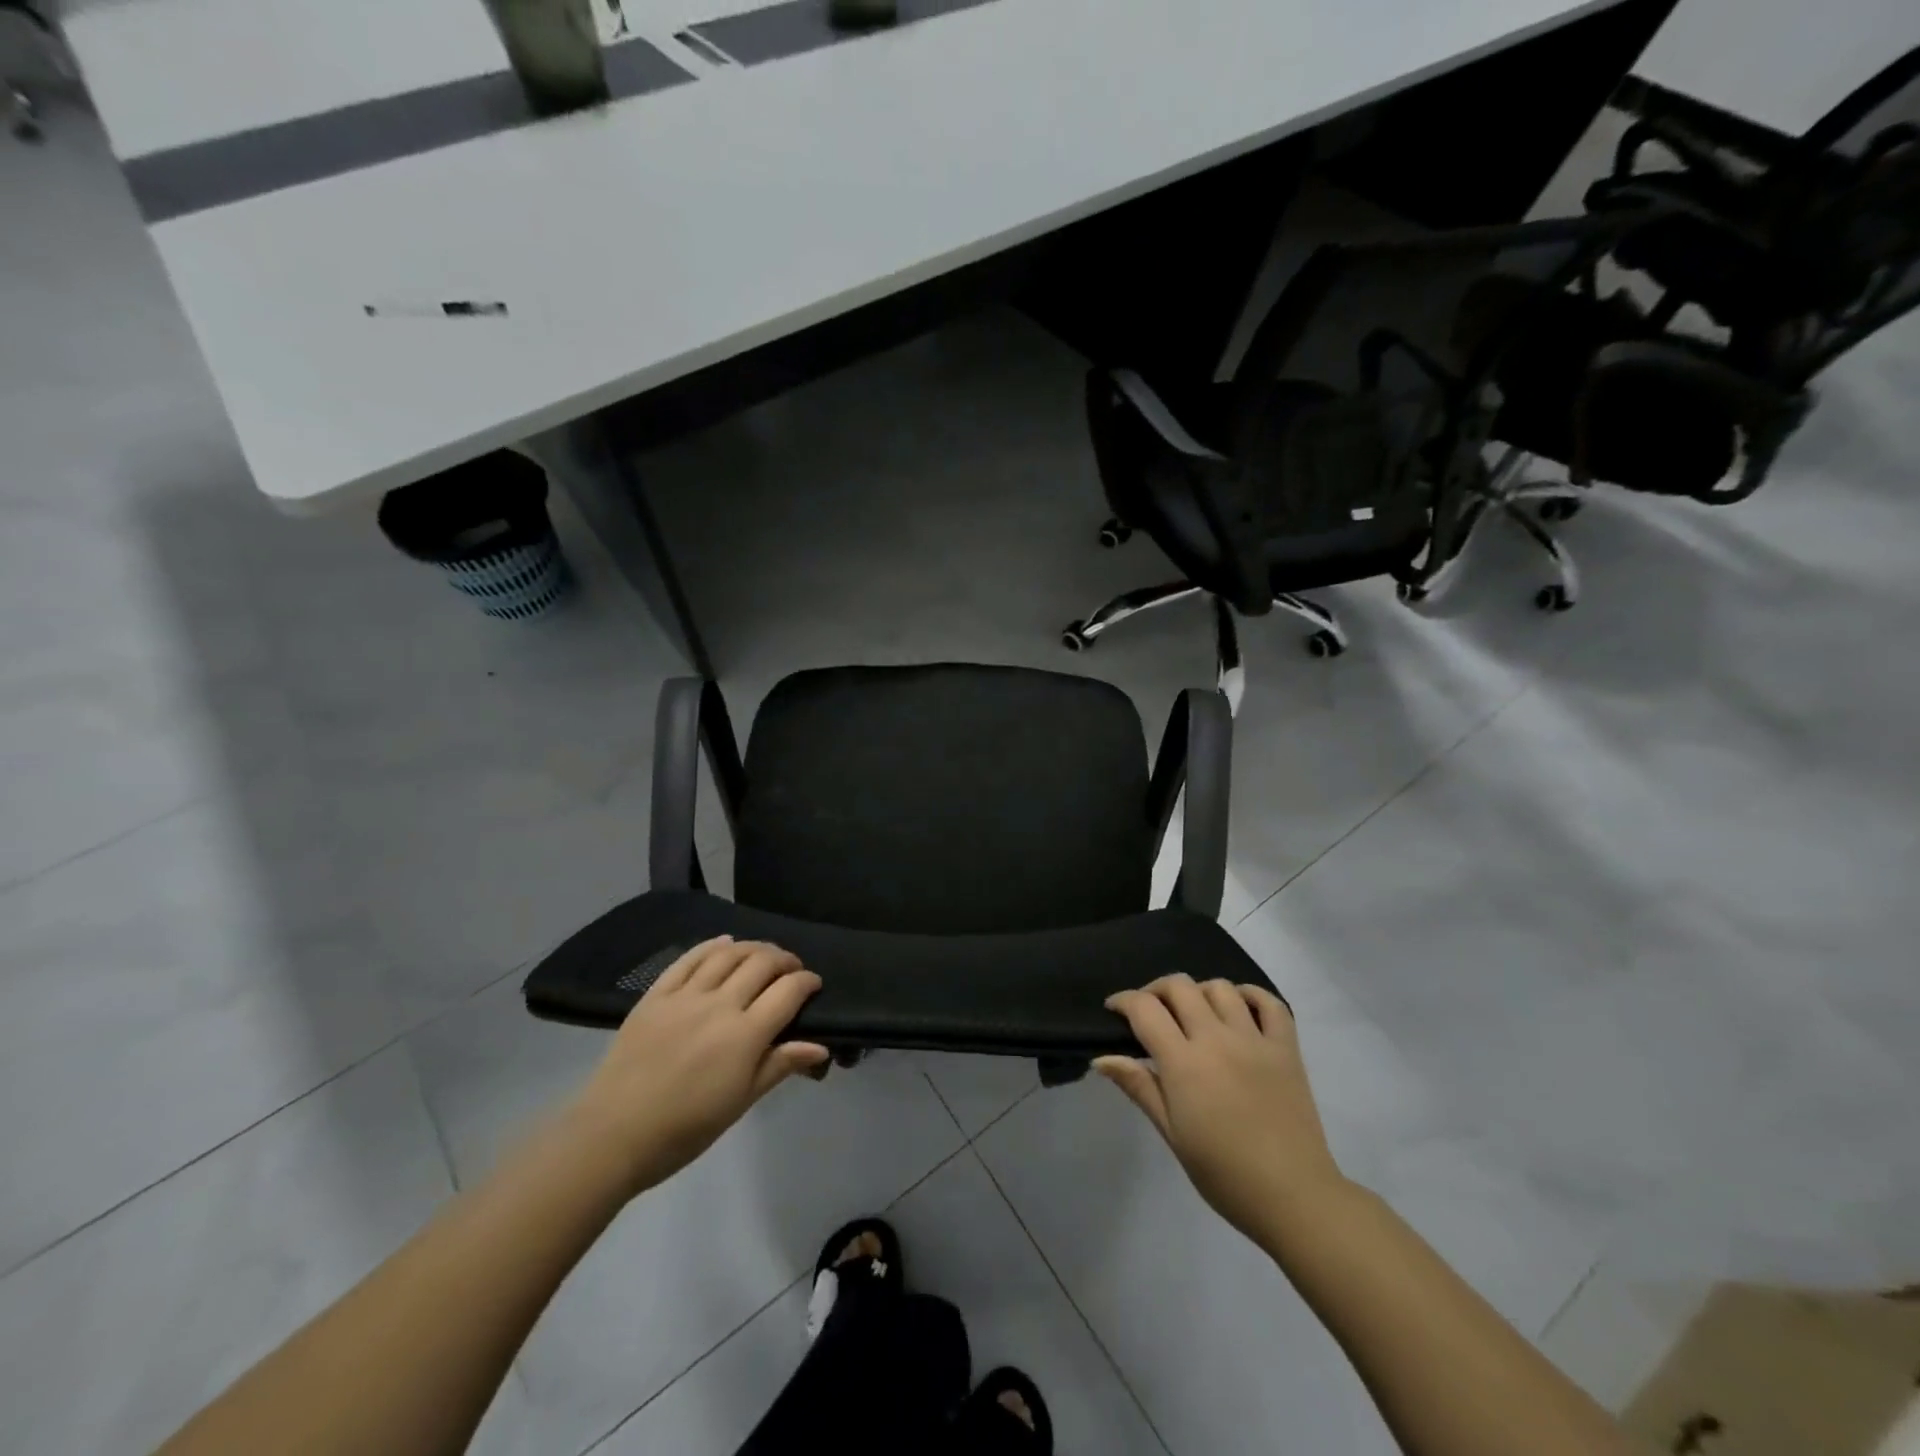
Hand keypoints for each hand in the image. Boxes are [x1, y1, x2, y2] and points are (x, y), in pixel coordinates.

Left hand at [566, 937, 827, 1194]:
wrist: (613, 1135)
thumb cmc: (685, 1129)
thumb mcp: (740, 1102)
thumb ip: (780, 1065)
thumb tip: (820, 1045)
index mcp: (745, 1036)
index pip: (788, 992)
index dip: (807, 982)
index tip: (814, 985)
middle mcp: (719, 1005)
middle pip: (761, 963)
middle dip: (784, 960)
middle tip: (791, 969)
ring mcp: (685, 996)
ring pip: (728, 954)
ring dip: (753, 948)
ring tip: (762, 955)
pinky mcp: (656, 995)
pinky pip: (688, 959)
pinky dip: (711, 946)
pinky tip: (723, 944)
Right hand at [1096, 974, 1346, 1246]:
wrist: (1294, 1198)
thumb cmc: (1224, 1174)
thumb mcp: (1172, 1134)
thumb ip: (1139, 1087)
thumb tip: (1101, 1058)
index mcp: (1184, 1063)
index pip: (1145, 1009)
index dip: (1123, 1001)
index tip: (1114, 1010)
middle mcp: (1217, 1039)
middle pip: (1179, 987)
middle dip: (1156, 990)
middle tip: (1150, 1011)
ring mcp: (1255, 1040)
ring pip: (1220, 988)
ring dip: (1199, 992)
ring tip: (1194, 1013)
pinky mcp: (1286, 1048)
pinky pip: (1270, 1003)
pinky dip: (1250, 995)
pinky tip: (1238, 1007)